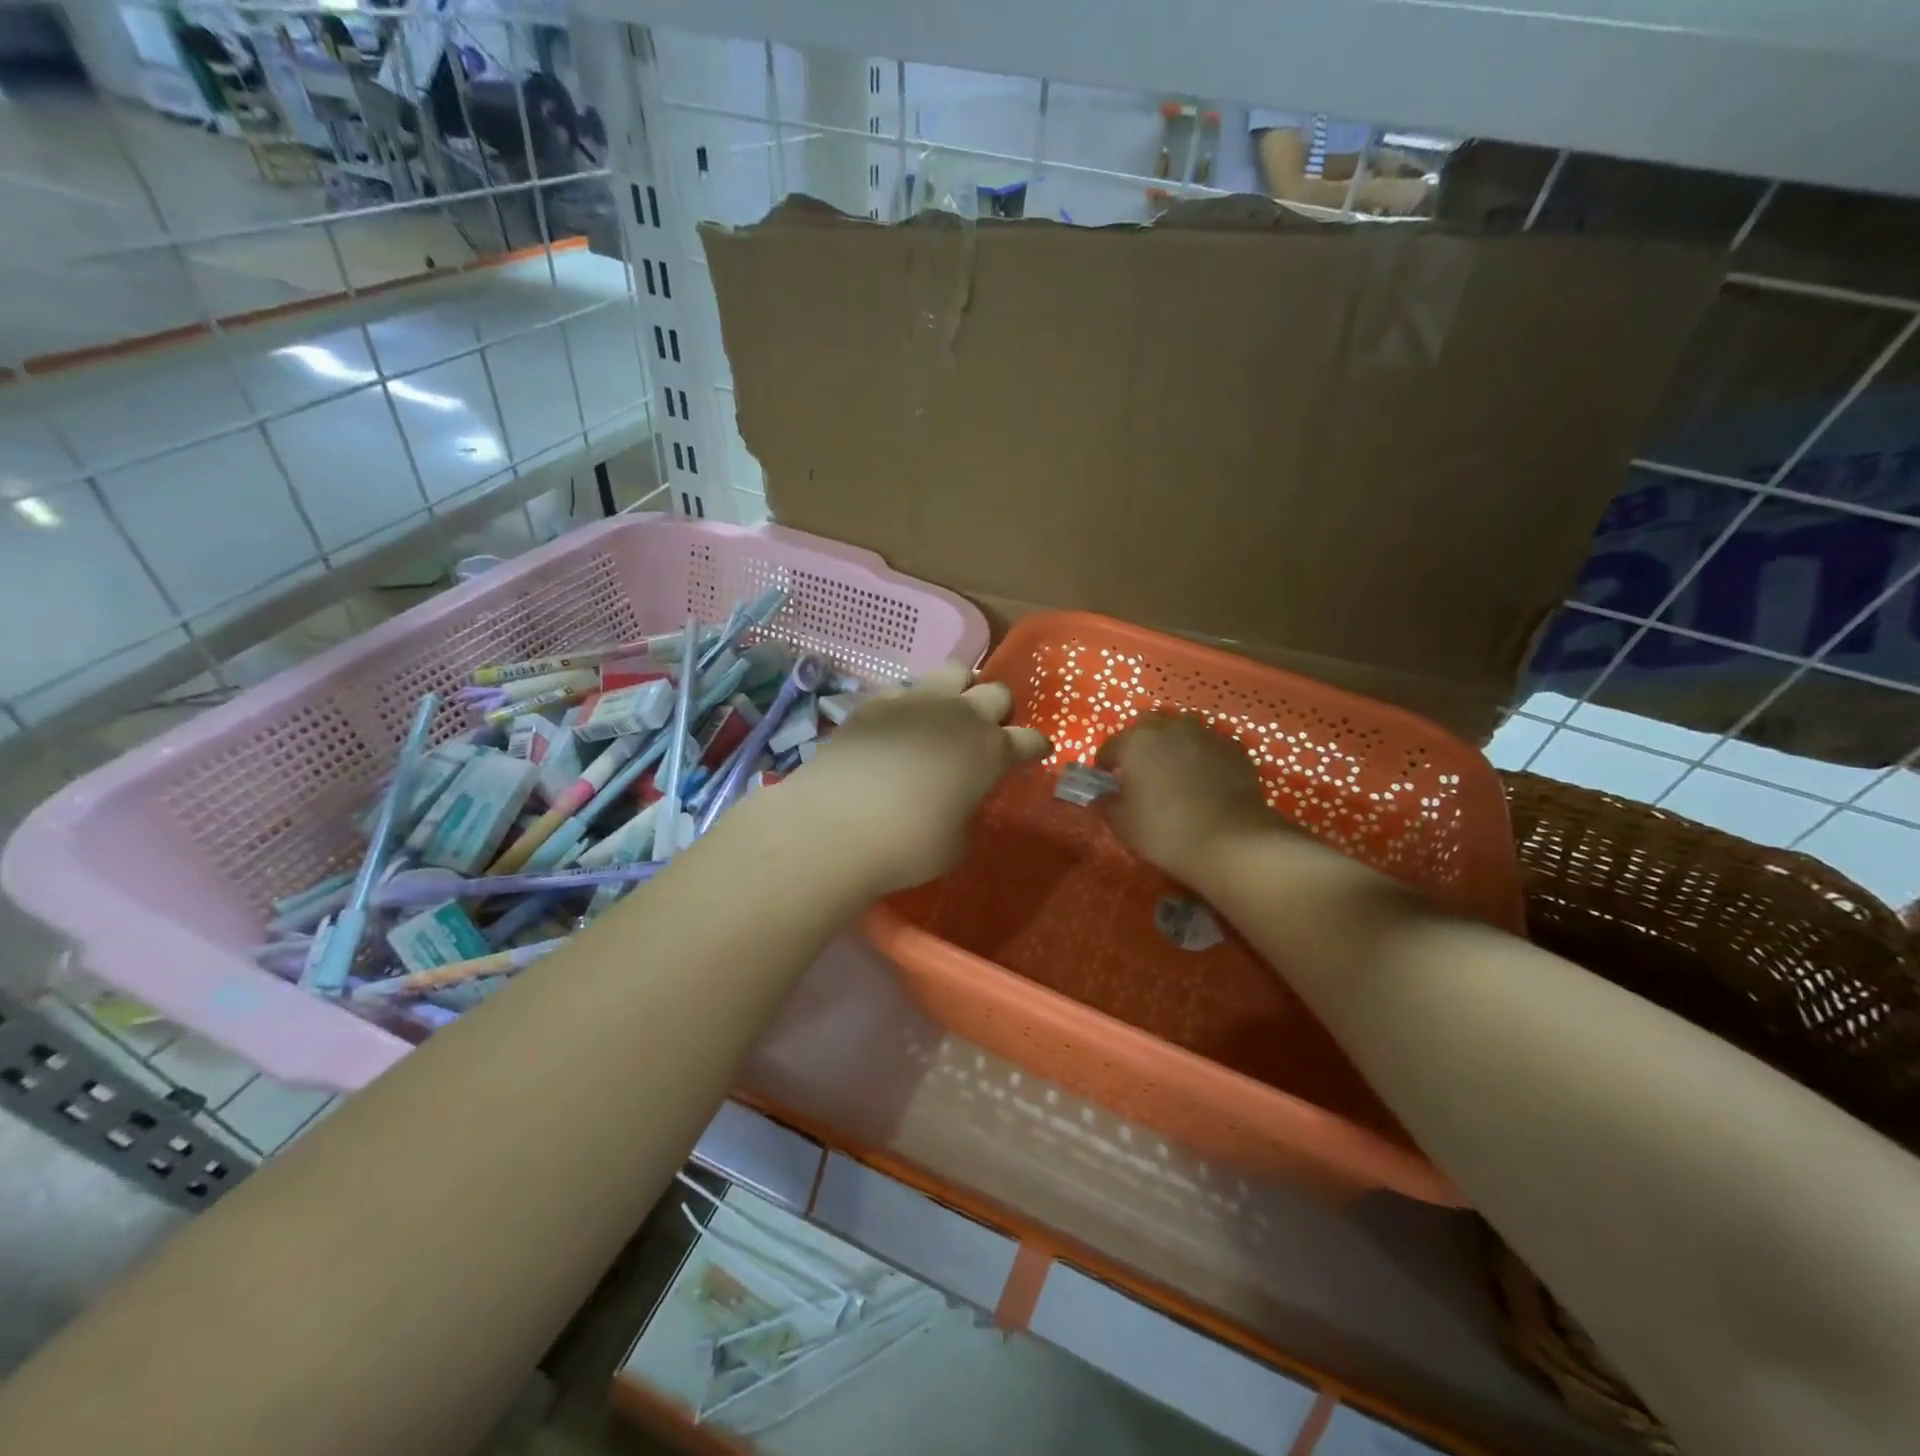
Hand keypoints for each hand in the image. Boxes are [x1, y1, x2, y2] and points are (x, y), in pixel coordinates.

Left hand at [796, 662, 1049, 894]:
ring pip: (954, 671)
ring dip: (960, 689)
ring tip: (949, 711)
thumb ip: (965, 815)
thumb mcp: (954, 846)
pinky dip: (910, 704)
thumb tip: (956, 805)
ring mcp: (916, 702)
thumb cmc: (907, 846)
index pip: (1029, 740)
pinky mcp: (876, 702)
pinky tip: (899, 726)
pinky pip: (904, 689)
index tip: (1035, 753)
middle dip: (999, 711)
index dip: (1035, 747)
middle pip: (997, 693)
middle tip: (988, 732)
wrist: (835, 825)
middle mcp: (960, 716)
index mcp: (991, 752)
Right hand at [1098, 714, 1275, 884]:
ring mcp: (1205, 734)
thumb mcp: (1123, 824)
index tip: (1107, 782)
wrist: (1231, 840)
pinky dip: (1202, 757)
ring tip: (1175, 773)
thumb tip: (1104, 796)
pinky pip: (1209, 746)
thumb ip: (1106, 803)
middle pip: (1146, 728)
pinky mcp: (1234, 748)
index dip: (1105, 765)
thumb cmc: (1165, 830)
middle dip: (1140, 746)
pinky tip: (1205, 780)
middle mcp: (1169, 728)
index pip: (1110, 746)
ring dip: (1173, 746)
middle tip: (1142, 773)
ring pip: (1181, 731)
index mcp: (1135, 742)